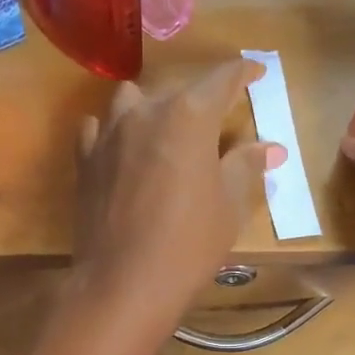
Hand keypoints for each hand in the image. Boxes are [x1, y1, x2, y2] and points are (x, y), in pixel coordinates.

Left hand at [72, 59, 284, 336]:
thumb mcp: (229, 205)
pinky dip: (113, 130)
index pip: (222, 78)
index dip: (243, 73)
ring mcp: (109, 133)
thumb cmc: (189, 243)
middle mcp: (146, 111)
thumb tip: (269, 147)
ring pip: (131, 99)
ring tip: (164, 130)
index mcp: (189, 115)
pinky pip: (97, 128)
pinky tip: (122, 148)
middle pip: (177, 89)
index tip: (255, 73)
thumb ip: (246, 166)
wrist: (124, 281)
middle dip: (200, 98)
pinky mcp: (85, 159)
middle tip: (216, 120)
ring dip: (151, 106)